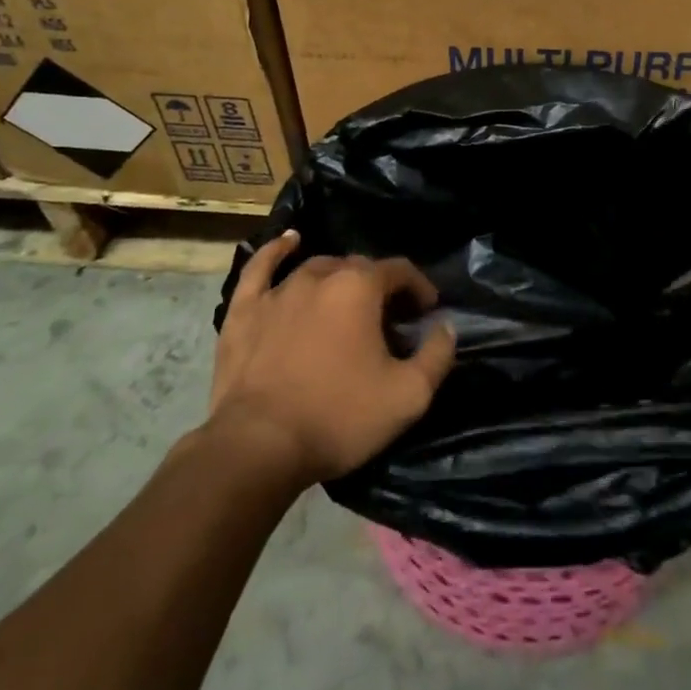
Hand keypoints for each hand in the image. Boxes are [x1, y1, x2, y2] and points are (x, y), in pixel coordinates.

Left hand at [207, 232, 456, 485]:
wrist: (258, 447)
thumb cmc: (339, 417)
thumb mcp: (408, 396)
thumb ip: (437, 355)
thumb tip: (445, 326)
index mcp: (361, 287)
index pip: (400, 270)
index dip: (419, 287)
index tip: (427, 312)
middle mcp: (321, 276)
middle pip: (359, 268)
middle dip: (380, 286)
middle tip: (389, 318)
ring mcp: (278, 290)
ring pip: (318, 268)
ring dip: (340, 278)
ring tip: (348, 300)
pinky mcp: (244, 310)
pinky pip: (260, 268)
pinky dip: (276, 251)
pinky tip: (289, 242)